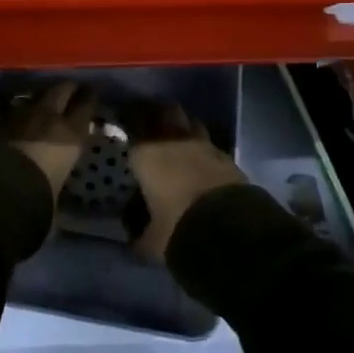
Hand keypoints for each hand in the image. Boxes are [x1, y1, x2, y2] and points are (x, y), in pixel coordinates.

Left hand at [0, 81, 97, 191]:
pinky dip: (13, 113)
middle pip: (61, 89)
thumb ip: (58, 178)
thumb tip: (54, 181)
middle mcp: (47, 116)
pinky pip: (8, 108)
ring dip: (38, 99)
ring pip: (33, 95)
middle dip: (66, 89)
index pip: (87, 104)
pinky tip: (11, 122)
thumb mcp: (56, 192)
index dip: (89, 99)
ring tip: (38, 107)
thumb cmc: (34, 200)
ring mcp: (18, 113)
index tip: (90, 96)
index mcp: (70, 134)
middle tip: (69, 93)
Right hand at [124, 103, 249, 261]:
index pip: (133, 125)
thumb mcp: (150, 240)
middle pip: (165, 112)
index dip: (129, 122)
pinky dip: (204, 149)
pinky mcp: (227, 157)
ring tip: (179, 141)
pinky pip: (210, 144)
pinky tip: (201, 162)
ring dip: (184, 128)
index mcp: (146, 154)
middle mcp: (173, 141)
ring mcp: (203, 145)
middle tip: (152, 126)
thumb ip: (139, 235)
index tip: (125, 124)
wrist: (228, 230)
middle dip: (159, 115)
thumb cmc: (176, 228)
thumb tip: (132, 240)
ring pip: (191, 122)